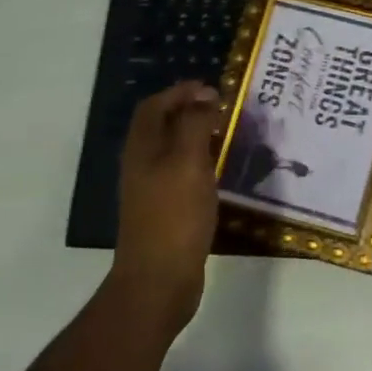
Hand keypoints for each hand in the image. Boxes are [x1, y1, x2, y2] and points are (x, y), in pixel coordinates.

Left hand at [113, 80, 221, 322]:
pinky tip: (222, 172)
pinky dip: (201, 163)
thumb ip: (195, 125)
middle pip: (162, 125)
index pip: (155, 105)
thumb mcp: (189, 163)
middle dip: (191, 111)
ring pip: (173, 150)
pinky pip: (182, 174)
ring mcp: (152, 189)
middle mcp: (142, 164)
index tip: (215, 90)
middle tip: (225, 110)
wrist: (159, 280)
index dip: (181, 92)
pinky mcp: (166, 211)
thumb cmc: (174, 216)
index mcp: (142, 148)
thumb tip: (205, 97)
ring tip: (229, 135)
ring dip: (198, 136)